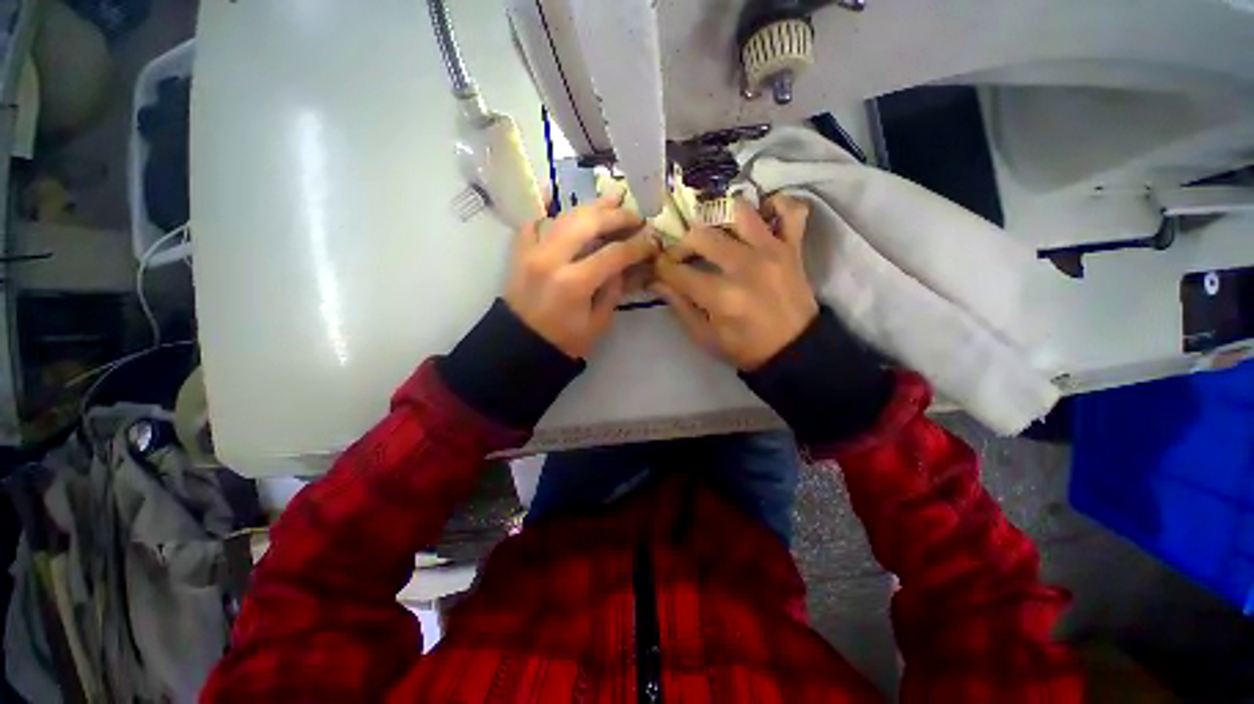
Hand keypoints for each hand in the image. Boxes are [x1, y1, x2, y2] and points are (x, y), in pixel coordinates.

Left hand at [504, 195, 658, 358]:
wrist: (520, 346)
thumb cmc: (564, 341)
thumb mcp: (598, 323)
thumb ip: (613, 290)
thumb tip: (624, 264)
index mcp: (574, 283)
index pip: (613, 253)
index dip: (637, 246)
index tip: (652, 243)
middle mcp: (551, 259)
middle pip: (588, 223)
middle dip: (617, 216)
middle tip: (635, 216)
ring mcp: (532, 251)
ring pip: (564, 216)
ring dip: (590, 206)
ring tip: (612, 199)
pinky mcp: (520, 252)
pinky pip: (533, 222)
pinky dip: (547, 210)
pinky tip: (557, 197)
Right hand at [652, 195, 816, 369]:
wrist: (794, 350)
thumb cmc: (745, 347)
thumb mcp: (704, 335)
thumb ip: (679, 305)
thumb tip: (657, 281)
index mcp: (721, 296)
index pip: (677, 271)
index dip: (660, 268)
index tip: (657, 269)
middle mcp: (745, 266)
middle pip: (701, 236)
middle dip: (681, 244)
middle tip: (681, 256)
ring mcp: (772, 252)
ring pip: (739, 212)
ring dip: (719, 218)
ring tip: (714, 233)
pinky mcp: (793, 248)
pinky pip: (790, 211)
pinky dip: (775, 205)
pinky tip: (759, 217)